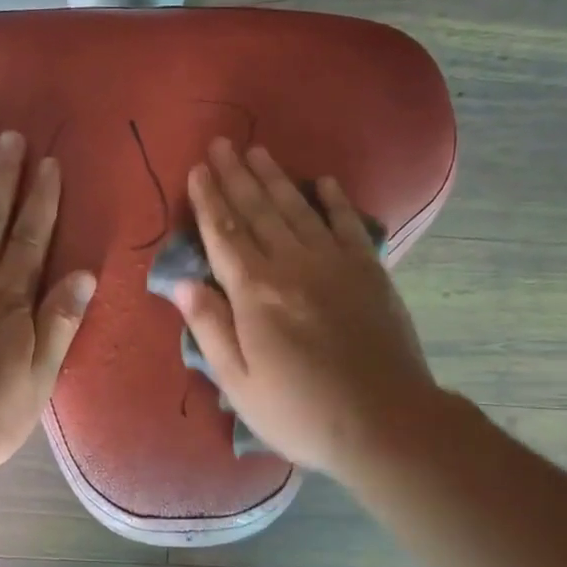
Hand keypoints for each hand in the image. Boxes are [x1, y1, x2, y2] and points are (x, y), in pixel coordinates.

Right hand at [170, 138, 437, 479]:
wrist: (384, 422)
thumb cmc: (300, 411)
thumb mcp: (238, 383)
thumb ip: (210, 328)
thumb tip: (182, 283)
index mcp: (255, 293)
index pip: (224, 234)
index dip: (208, 200)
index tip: (197, 170)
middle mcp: (291, 265)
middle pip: (257, 211)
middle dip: (235, 176)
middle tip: (221, 144)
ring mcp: (334, 263)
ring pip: (297, 209)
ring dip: (275, 178)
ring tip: (258, 151)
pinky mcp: (369, 271)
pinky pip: (348, 224)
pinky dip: (334, 200)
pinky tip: (324, 181)